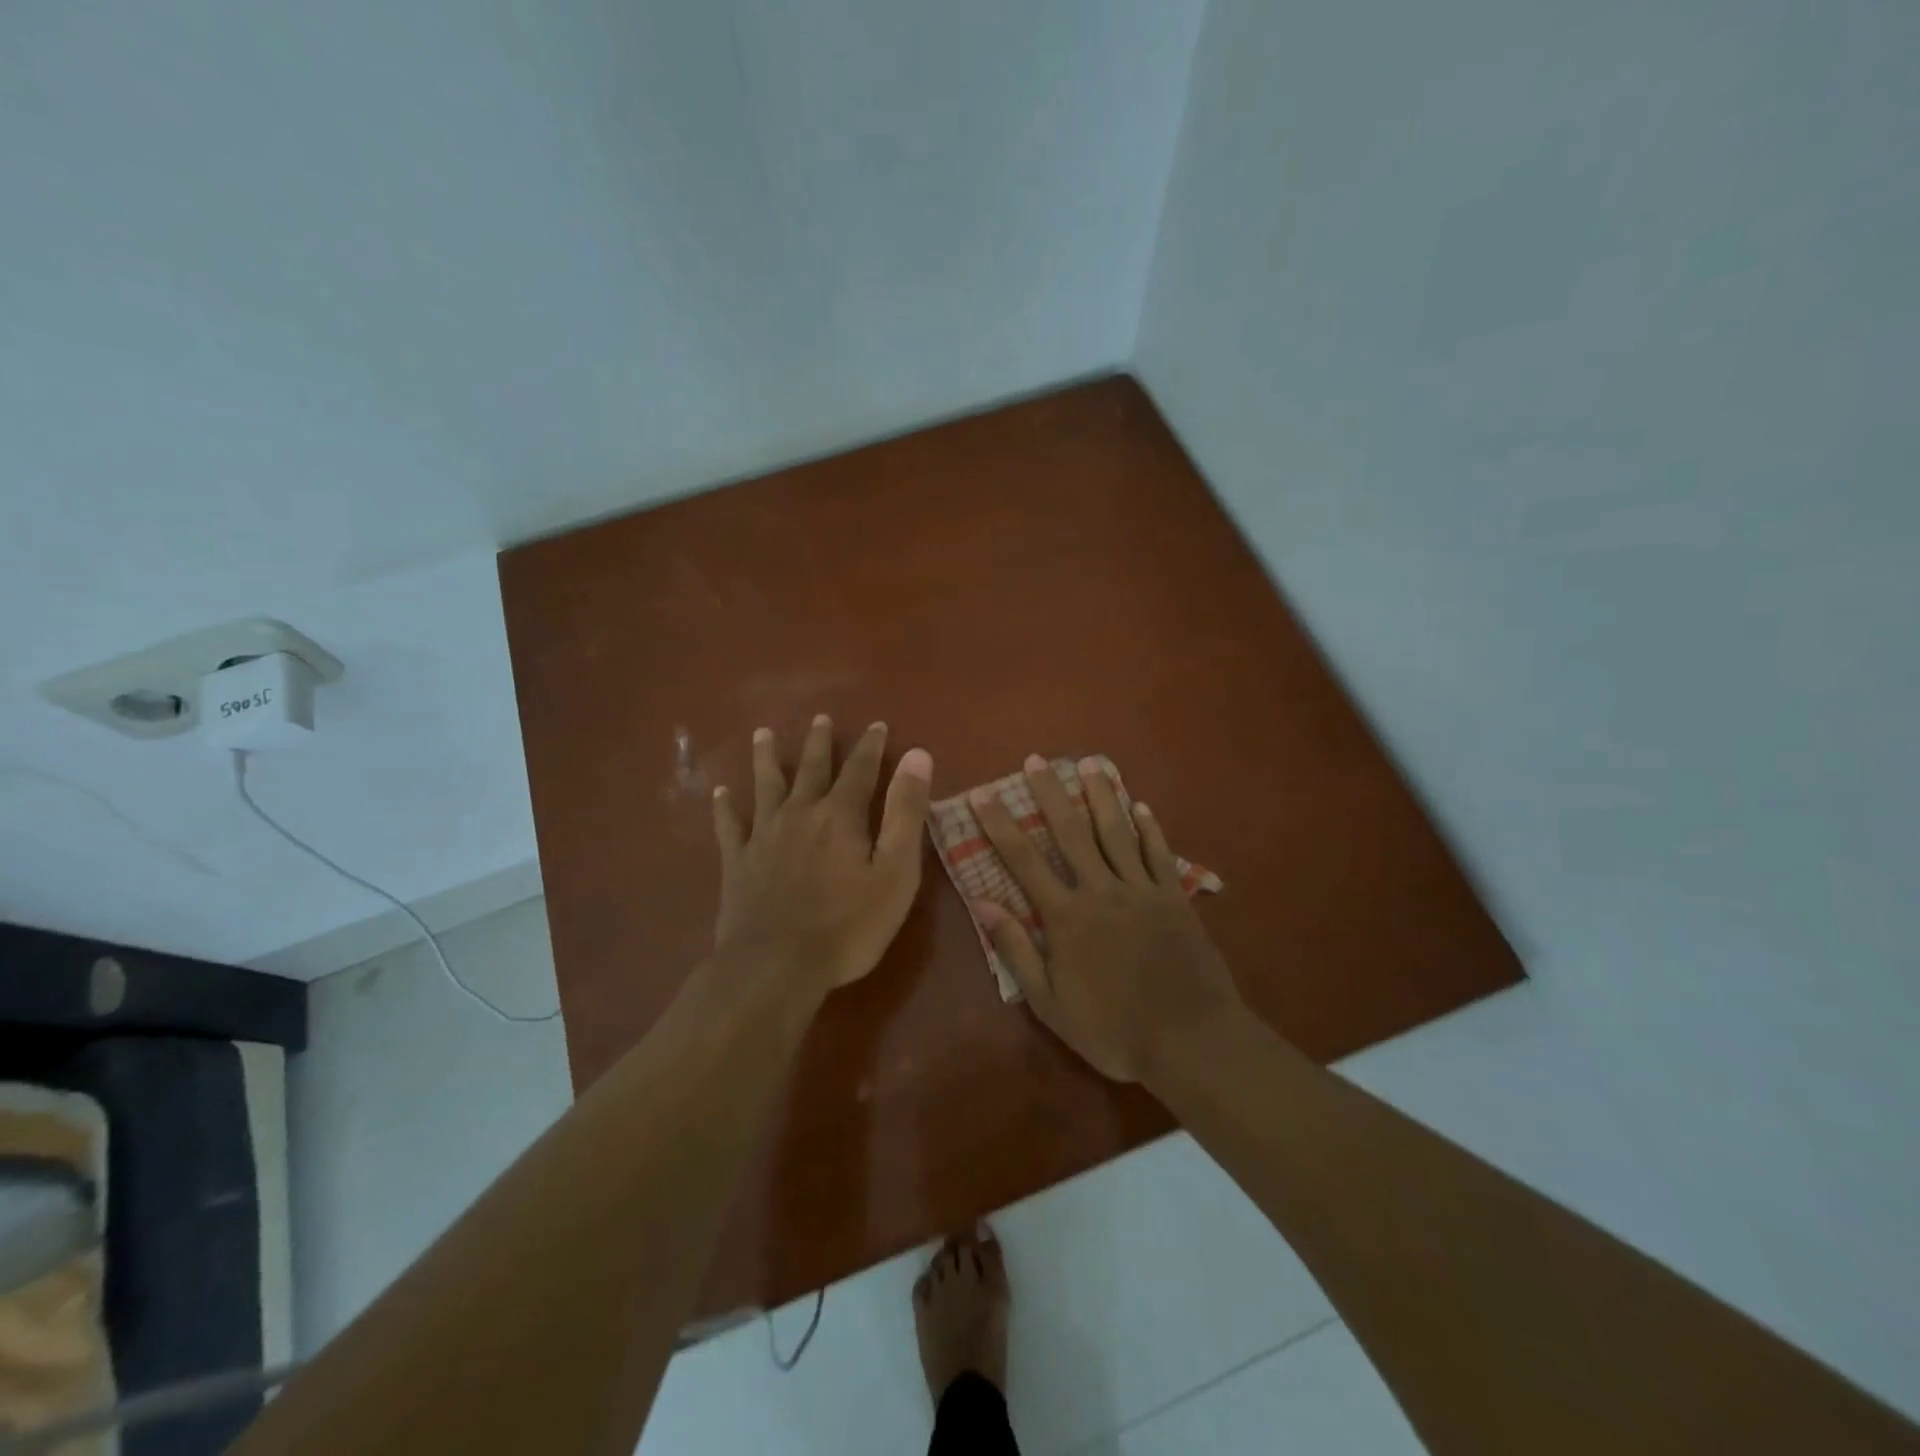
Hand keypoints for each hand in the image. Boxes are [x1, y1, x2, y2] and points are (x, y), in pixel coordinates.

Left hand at [713, 715, 933, 993]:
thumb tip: (917, 755)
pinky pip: (729, 826)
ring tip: (763, 733)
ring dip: (766, 758)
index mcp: (841, 815)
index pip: (861, 769)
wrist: (775, 966)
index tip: (876, 725)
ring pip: (766, 786)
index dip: (871, 746)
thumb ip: (906, 812)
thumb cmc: (848, 925)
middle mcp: (800, 813)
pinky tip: (721, 793)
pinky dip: (725, 807)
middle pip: (811, 769)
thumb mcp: (895, 871)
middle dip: (819, 742)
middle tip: (821, 718)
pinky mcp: (737, 862)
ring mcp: (764, 836)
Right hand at [970, 755, 1242, 1083]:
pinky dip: (1149, 827)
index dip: (1000, 826)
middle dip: (1051, 794)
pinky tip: (1140, 805)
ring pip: (1116, 831)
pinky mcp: (1174, 897)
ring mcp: (1142, 890)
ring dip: (1101, 795)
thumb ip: (1017, 950)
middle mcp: (1101, 890)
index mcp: (1067, 916)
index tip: (983, 795)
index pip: (1024, 861)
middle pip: (1071, 832)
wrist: (1190, 1041)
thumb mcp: (1050, 1003)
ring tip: (1090, 763)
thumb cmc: (1113, 1030)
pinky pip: (1158, 853)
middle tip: (1037, 760)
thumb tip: (983, 903)